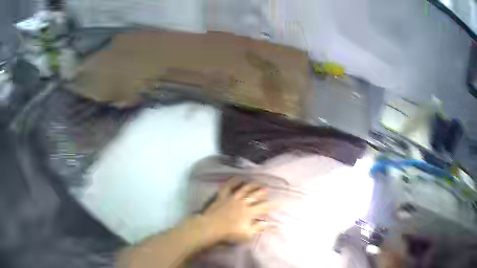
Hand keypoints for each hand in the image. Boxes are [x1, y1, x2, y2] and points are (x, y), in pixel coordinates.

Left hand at [200, 178, 270, 242]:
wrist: (211, 227)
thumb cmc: (229, 233)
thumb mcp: (247, 234)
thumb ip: (258, 228)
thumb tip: (267, 222)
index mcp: (250, 212)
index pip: (264, 206)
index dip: (272, 204)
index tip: (278, 202)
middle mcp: (243, 202)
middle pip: (255, 195)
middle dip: (263, 192)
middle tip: (268, 189)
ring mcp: (232, 197)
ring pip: (245, 188)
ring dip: (252, 185)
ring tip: (258, 183)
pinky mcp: (223, 195)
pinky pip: (229, 185)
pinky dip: (234, 180)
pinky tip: (239, 177)